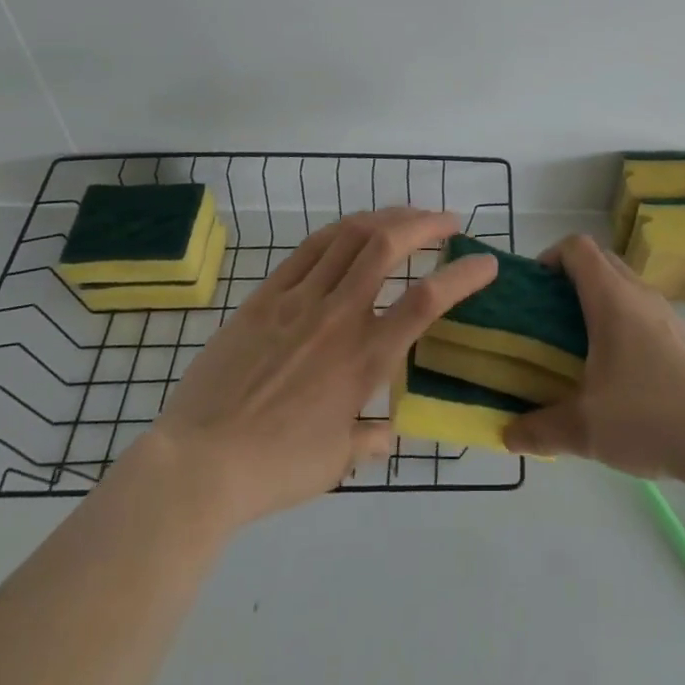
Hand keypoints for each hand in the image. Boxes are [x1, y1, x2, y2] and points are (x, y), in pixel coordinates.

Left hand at [151, 207, 496, 528]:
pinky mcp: (267, 295)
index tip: (486, 262)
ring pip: (350, 236)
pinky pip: (310, 248)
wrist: (199, 463)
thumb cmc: (275, 469)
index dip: (463, 275)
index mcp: (365, 359)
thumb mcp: (336, 462)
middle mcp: (339, 316)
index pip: (427, 302)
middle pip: (388, 245)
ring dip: (386, 217)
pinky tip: (353, 229)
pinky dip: (340, 230)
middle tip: (447, 221)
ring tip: (406, 216)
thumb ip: (370, 439)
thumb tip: (388, 430)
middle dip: (425, 223)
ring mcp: (300, 299)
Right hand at [503, 235, 684, 487]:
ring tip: (580, 346)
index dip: (551, 256)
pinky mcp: (684, 338)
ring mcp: (666, 314)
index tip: (535, 289)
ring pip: (624, 286)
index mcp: (611, 298)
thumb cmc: (649, 416)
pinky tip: (619, 372)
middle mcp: (639, 294)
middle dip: (571, 279)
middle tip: (550, 317)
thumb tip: (508, 435)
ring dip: (599, 301)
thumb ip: (540, 429)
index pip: (577, 247)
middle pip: (600, 261)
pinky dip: (623, 322)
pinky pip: (643, 311)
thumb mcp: (584, 429)